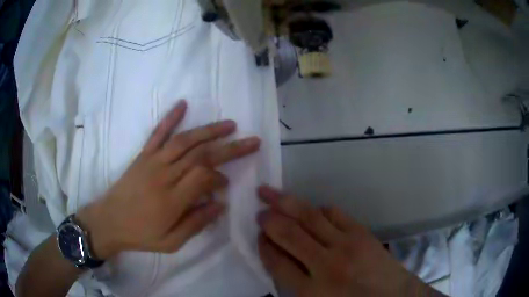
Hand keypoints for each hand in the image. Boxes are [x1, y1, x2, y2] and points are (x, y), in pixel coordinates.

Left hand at [76, 100, 260, 259]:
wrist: (108, 221)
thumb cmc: (140, 235)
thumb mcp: (172, 243)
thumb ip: (196, 223)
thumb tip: (220, 203)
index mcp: (173, 200)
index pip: (204, 177)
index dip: (220, 177)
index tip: (226, 184)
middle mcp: (164, 175)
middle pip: (201, 155)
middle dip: (230, 147)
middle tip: (252, 141)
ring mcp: (152, 161)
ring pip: (185, 140)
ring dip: (209, 131)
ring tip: (230, 125)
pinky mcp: (142, 155)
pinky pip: (157, 133)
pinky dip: (170, 117)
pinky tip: (183, 104)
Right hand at [257, 186, 443, 296]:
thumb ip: (295, 286)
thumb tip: (277, 259)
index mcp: (311, 291)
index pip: (277, 263)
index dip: (264, 247)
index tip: (258, 236)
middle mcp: (325, 265)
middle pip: (289, 234)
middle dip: (269, 220)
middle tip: (258, 210)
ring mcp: (346, 245)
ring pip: (309, 217)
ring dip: (286, 203)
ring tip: (269, 192)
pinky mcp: (362, 233)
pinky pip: (334, 213)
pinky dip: (318, 209)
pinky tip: (311, 209)